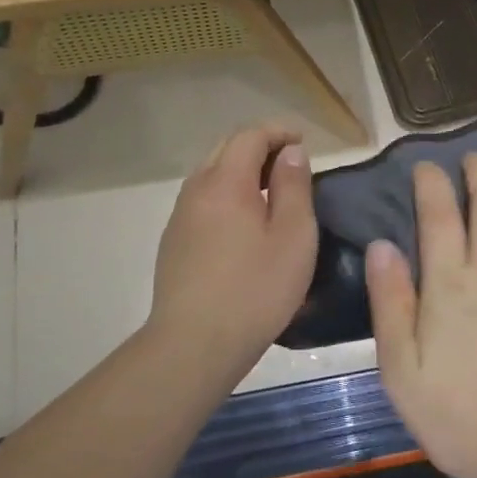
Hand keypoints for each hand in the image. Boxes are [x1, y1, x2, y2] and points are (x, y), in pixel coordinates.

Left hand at [148, 123, 317, 374]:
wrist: (193, 345)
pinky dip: (226, 195)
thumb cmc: (255, 289)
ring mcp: (180, 217)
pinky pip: (202, 201)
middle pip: (225, 149)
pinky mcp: (173, 243)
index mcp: (226, 182)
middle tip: (289, 164)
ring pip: (211, 175)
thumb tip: (290, 152)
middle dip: (258, 147)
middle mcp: (196, 190)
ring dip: (241, 172)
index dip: (278, 132)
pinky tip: (243, 224)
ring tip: (270, 193)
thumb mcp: (294, 236)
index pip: (249, 135)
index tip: (303, 143)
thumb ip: (294, 186)